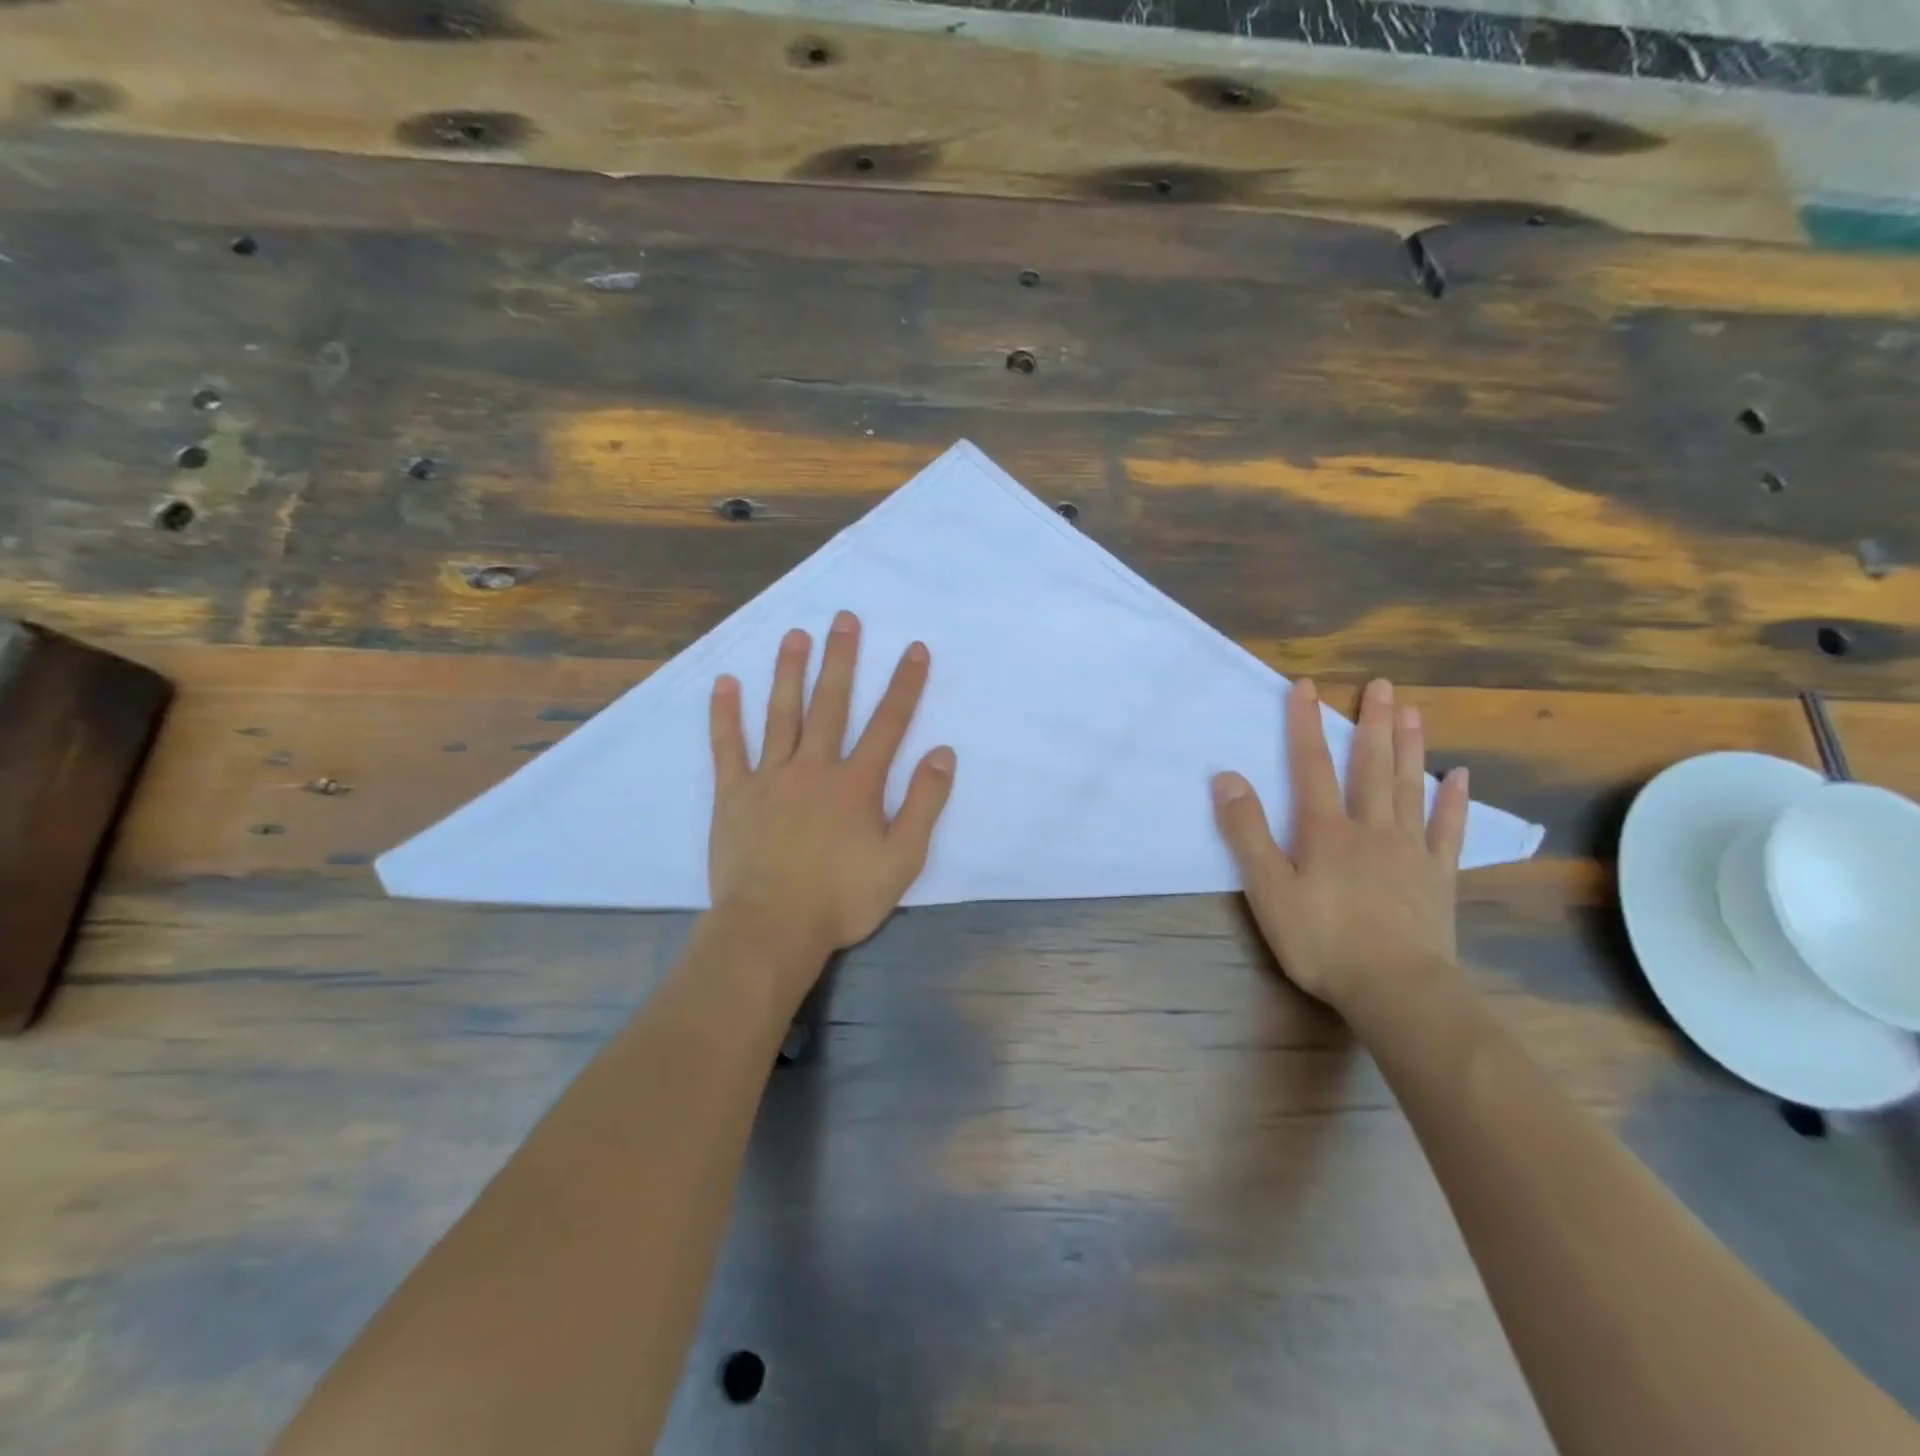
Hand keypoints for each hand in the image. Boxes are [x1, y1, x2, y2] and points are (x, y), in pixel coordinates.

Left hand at [708, 611, 955, 968]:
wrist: (771, 928)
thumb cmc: (841, 898)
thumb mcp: (901, 859)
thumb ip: (924, 804)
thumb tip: (943, 754)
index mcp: (856, 783)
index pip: (888, 723)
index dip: (904, 685)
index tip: (914, 649)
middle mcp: (814, 767)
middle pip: (831, 704)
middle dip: (841, 659)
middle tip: (844, 619)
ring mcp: (769, 777)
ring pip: (781, 713)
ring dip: (789, 672)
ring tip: (795, 635)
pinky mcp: (734, 794)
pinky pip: (728, 746)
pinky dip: (725, 714)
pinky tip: (726, 683)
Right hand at [1211, 677, 1468, 1009]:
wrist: (1396, 989)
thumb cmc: (1322, 940)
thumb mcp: (1268, 889)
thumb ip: (1247, 832)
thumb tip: (1227, 778)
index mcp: (1326, 830)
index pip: (1311, 765)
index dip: (1306, 724)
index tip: (1306, 686)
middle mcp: (1371, 828)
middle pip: (1370, 766)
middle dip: (1371, 723)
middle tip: (1380, 685)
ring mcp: (1409, 850)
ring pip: (1409, 787)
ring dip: (1410, 747)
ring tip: (1412, 711)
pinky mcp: (1436, 876)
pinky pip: (1447, 829)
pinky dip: (1453, 801)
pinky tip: (1459, 776)